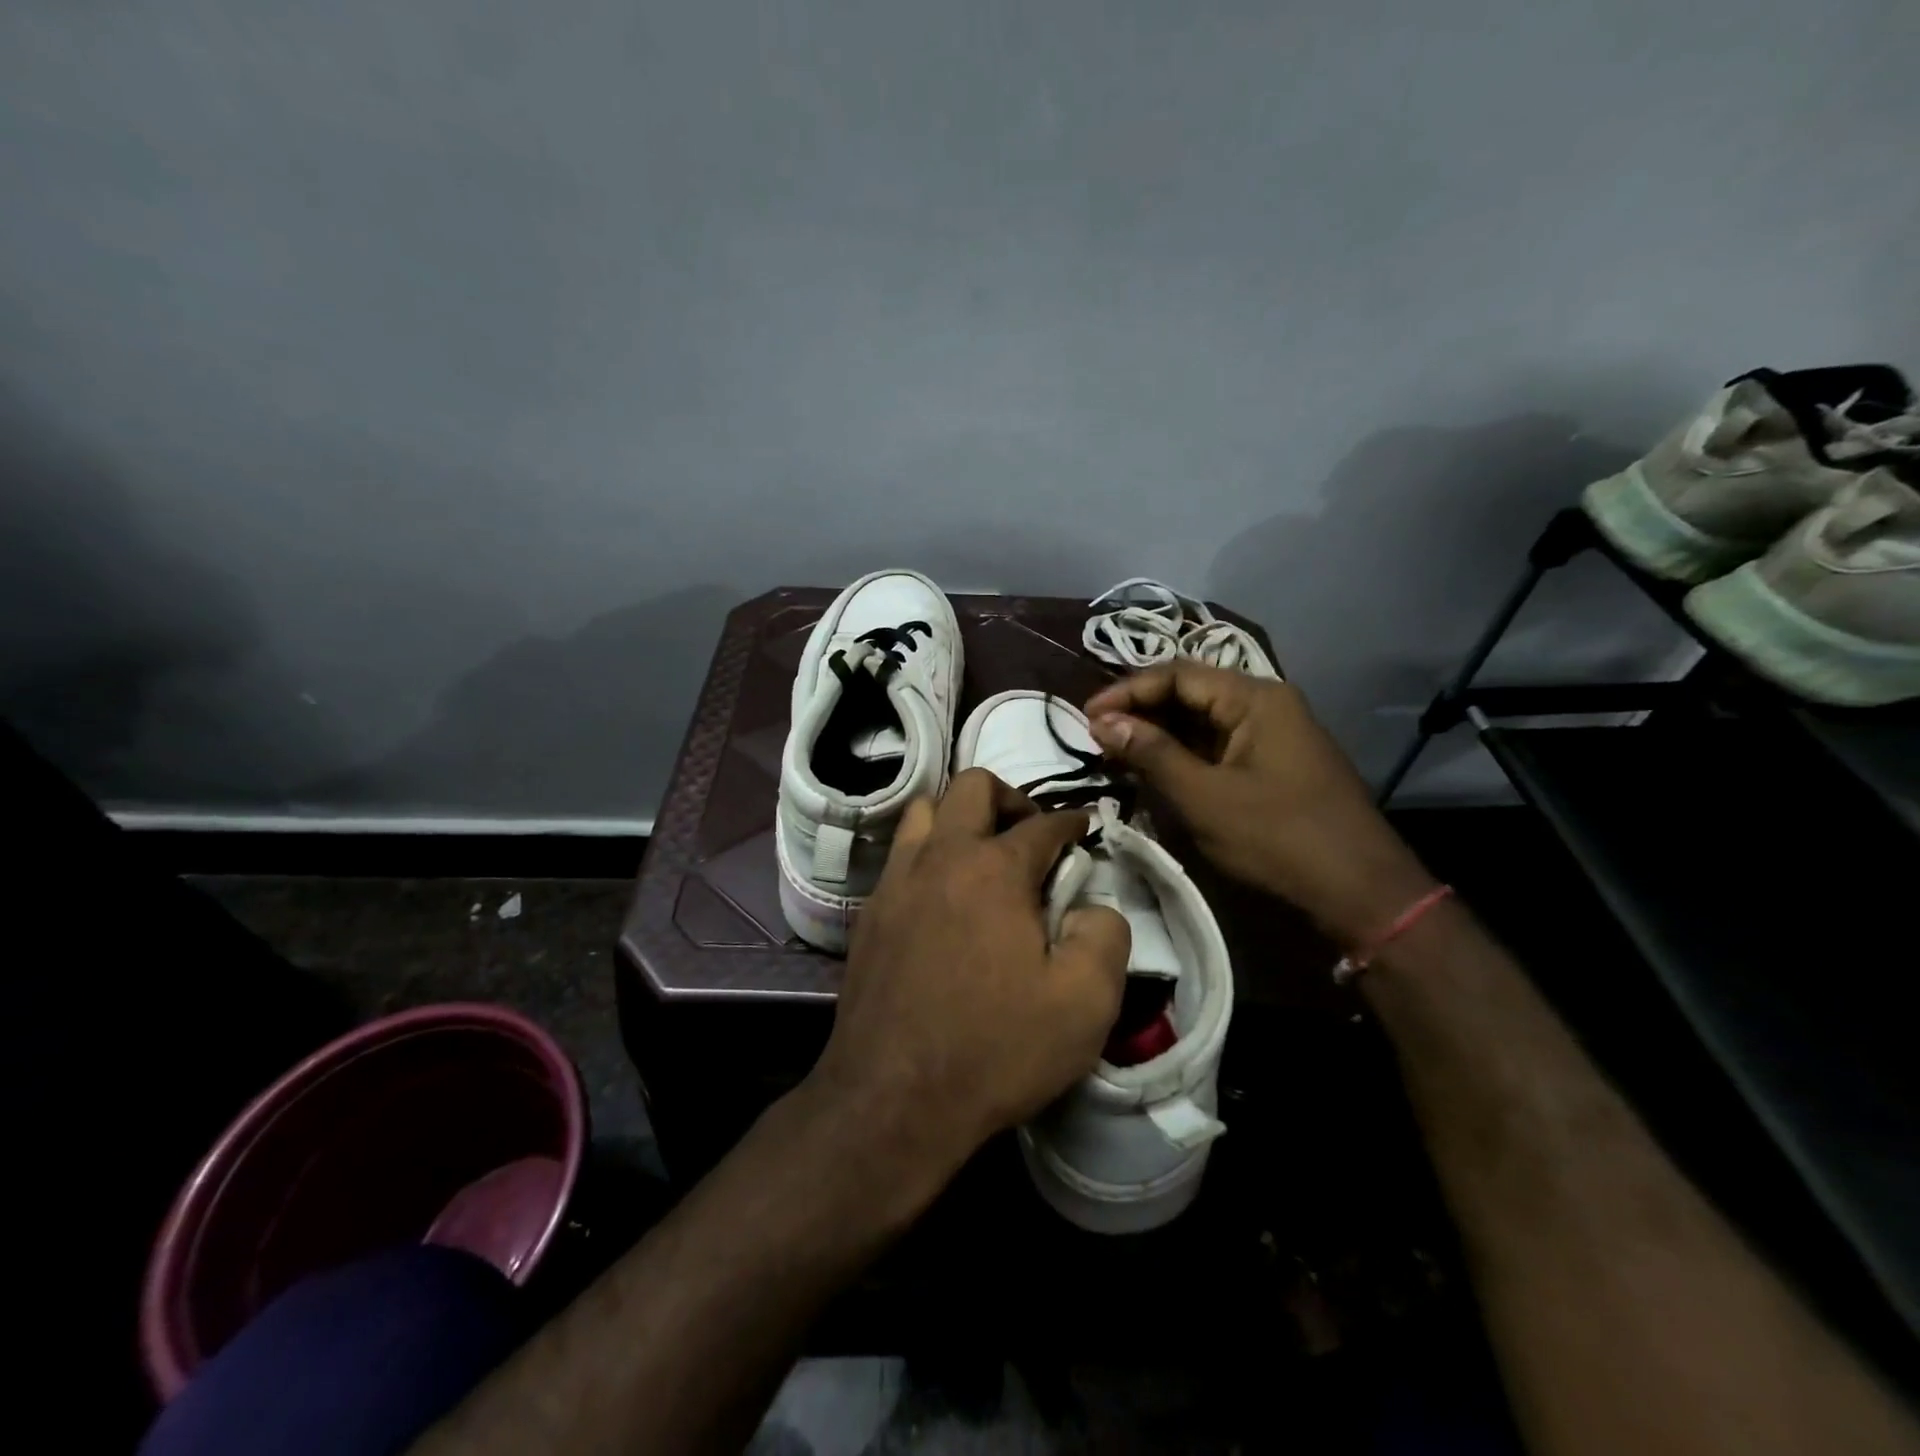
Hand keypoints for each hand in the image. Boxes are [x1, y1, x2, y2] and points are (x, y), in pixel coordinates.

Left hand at [807, 769, 1131, 1177]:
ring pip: (925, 812)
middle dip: (1010, 799)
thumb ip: (1105, 935)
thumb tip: (1093, 904)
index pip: (1043, 824)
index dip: (1072, 822)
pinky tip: (943, 898)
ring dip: (960, 818)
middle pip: (972, 787)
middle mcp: (940, 857)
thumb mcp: (1085, 1002)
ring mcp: (896, 882)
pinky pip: (901, 857)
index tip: (1085, 829)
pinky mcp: (868, 913)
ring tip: (983, 857)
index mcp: (994, 869)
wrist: (893, 1099)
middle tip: (1031, 837)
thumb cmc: (995, 1048)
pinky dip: (929, 856)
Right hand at [1086, 663, 1436, 948]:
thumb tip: (1102, 721)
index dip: (1127, 691)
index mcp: (1255, 698)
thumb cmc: (1279, 838)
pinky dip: (1182, 756)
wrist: (1361, 894)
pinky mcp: (1272, 766)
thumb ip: (1152, 753)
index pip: (1177, 674)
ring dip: (1158, 735)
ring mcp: (1272, 736)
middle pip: (1190, 693)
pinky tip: (1154, 772)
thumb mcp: (1205, 796)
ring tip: (1116, 754)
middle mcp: (1266, 705)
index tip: (1086, 717)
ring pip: (1201, 722)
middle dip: (1140, 712)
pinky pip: (1217, 747)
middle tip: (1096, 737)